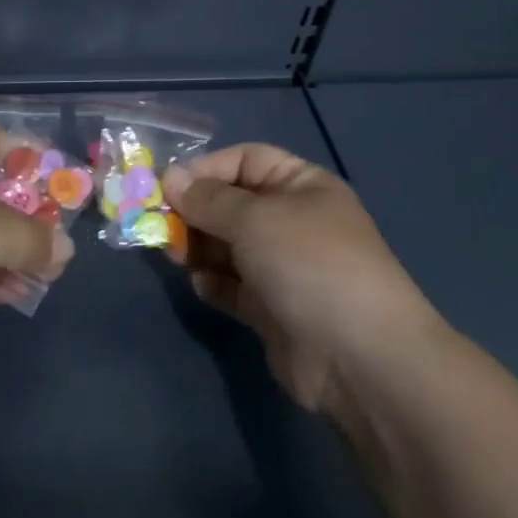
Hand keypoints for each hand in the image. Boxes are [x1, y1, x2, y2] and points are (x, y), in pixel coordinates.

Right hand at [161, 144, 440, 413]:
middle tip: (158, 223)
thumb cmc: (309, 264)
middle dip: (195, 210)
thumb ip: (208, 199)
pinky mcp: (273, 309)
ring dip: (198, 246)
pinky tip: (199, 284)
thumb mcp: (255, 218)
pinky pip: (234, 286)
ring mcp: (284, 267)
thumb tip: (170, 178)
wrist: (360, 358)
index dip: (206, 168)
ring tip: (172, 253)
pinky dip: (213, 282)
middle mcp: (293, 221)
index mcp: (301, 186)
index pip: (246, 160)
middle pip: (233, 204)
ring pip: (229, 246)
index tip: (166, 186)